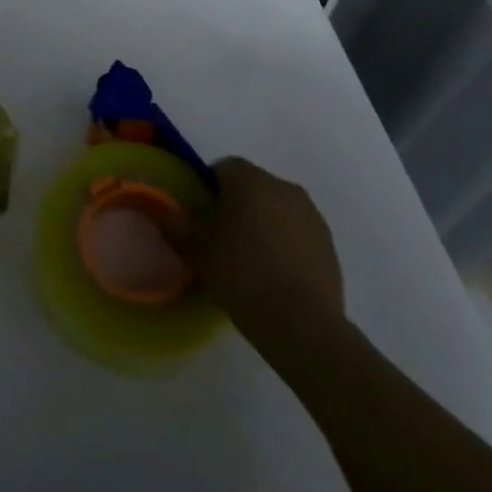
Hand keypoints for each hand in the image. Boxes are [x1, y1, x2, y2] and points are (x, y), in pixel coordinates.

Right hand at [181, 158, 346, 366]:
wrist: (301, 324)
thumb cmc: (241, 274)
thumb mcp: (195, 247)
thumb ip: (175, 220)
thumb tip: (162, 207)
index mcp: (250, 179)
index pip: (222, 167)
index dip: (208, 189)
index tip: (200, 217)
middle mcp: (284, 187)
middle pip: (252, 187)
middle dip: (236, 205)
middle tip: (220, 239)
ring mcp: (312, 216)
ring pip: (276, 209)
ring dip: (262, 224)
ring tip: (249, 261)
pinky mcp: (329, 245)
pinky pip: (297, 233)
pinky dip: (284, 244)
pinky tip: (274, 275)